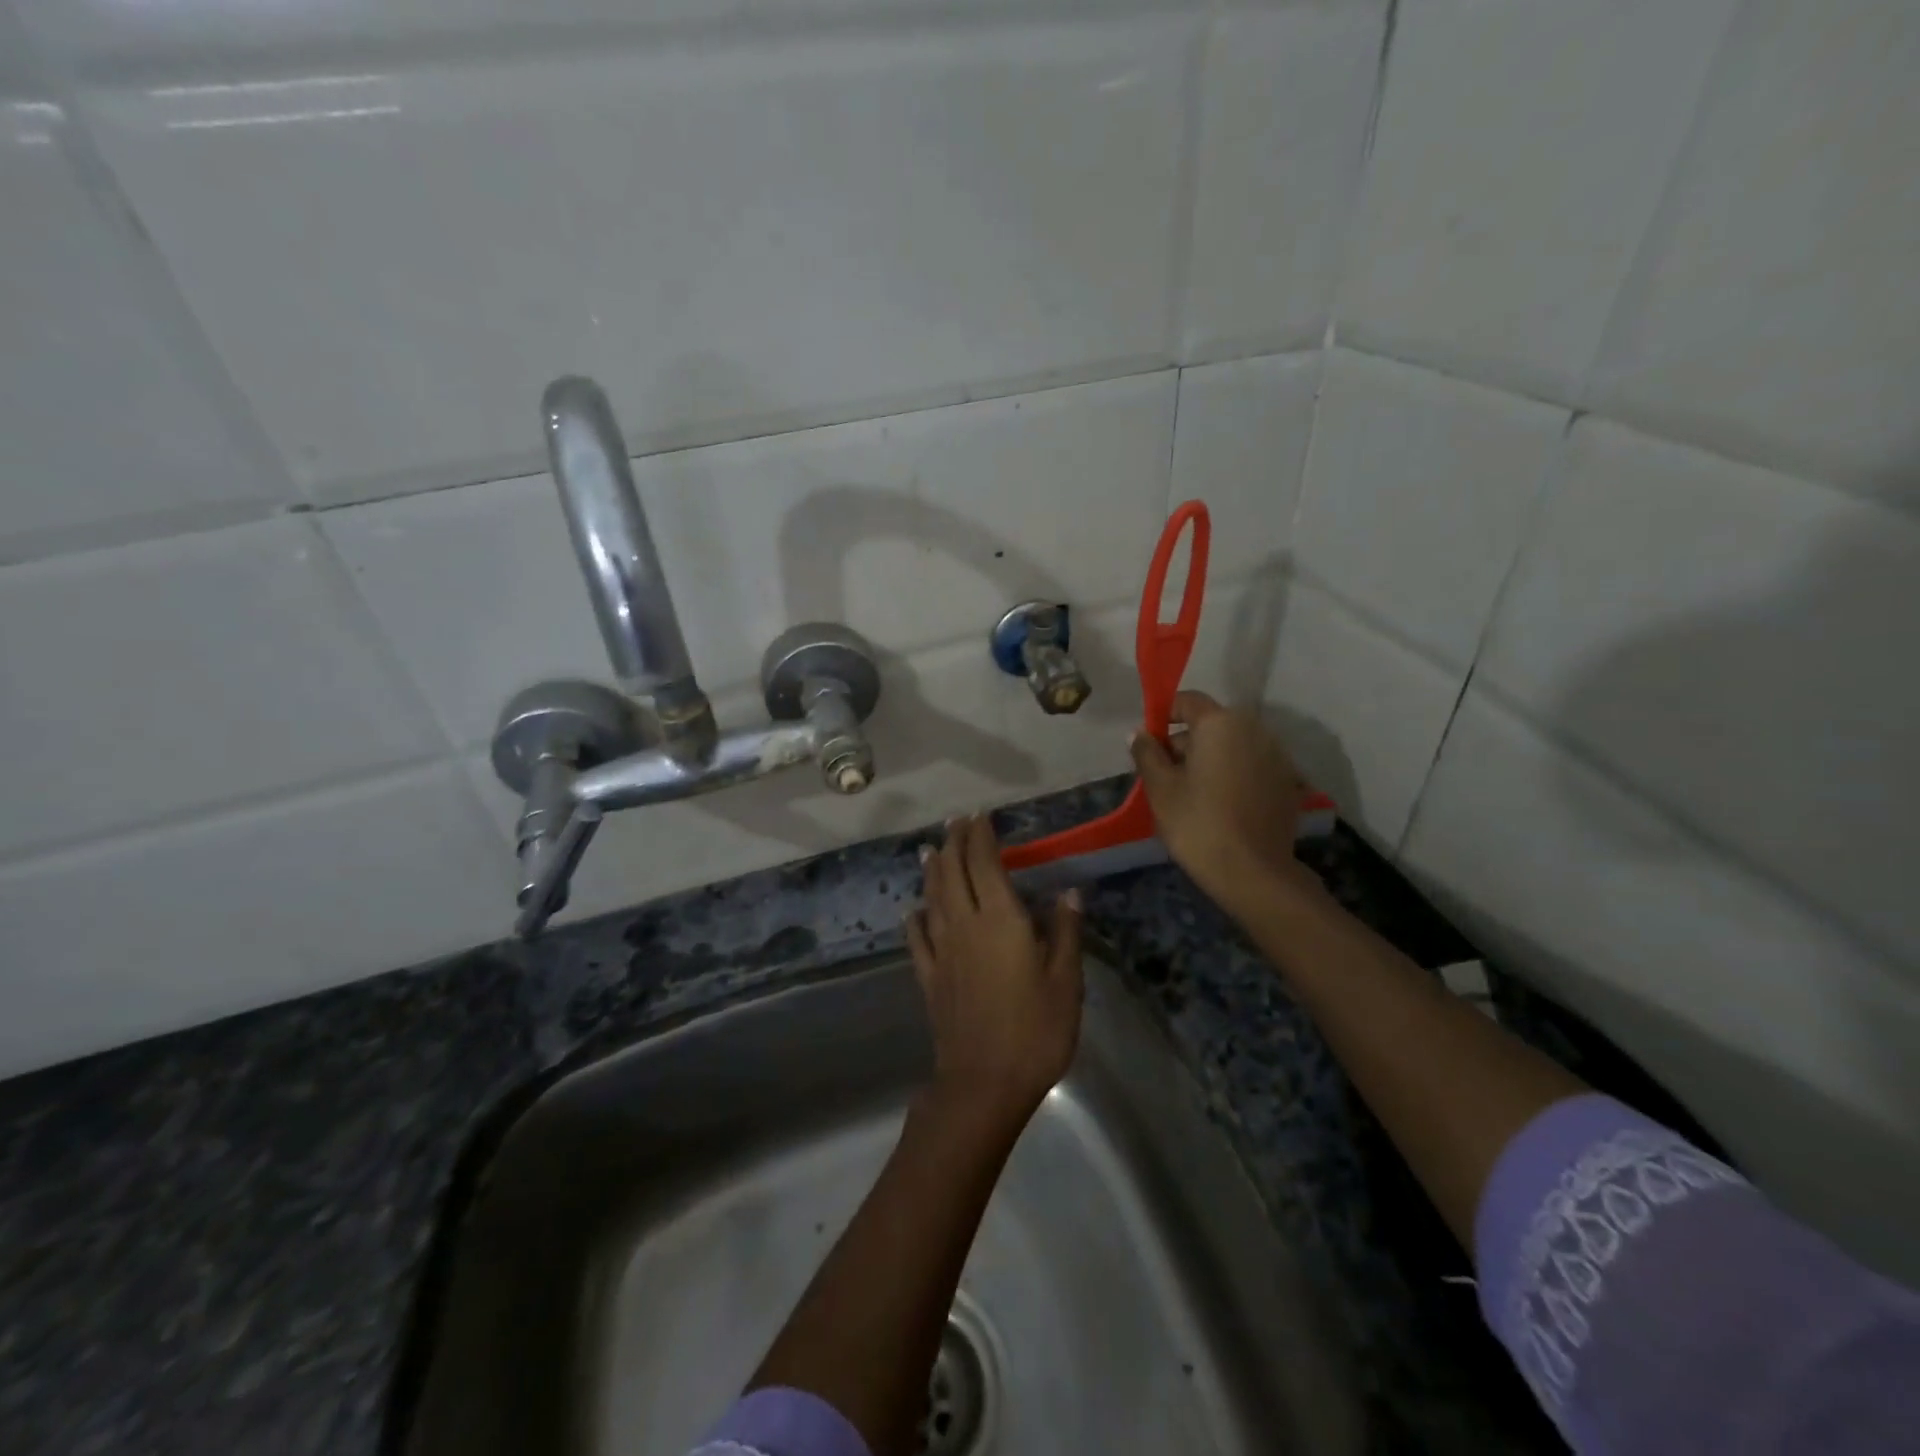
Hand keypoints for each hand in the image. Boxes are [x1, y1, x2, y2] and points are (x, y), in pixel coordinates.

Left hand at [907, 815, 1083, 1120]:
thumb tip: (1068, 892)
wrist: (984, 1082)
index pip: (984, 864)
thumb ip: (1064, 933)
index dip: (980, 836)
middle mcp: (965, 925)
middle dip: (954, 843)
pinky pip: (918, 940)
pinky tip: (914, 912)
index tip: (980, 816)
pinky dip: (915, 920)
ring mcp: (942, 952)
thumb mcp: (1065, 981)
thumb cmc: (1035, 1030)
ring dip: (932, 871)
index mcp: (1000, 920)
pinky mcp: (930, 978)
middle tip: (955, 823)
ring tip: (930, 851)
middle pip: (953, 873)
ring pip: (932, 899)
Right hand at [1129, 690, 1308, 913]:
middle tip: (1166, 775)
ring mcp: (1276, 755)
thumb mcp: (1160, 788)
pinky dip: (1234, 775)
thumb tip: (1139, 733)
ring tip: (1193, 792)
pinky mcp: (1288, 782)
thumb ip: (1147, 753)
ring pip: (1233, 746)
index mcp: (1220, 723)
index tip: (1149, 744)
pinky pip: (1252, 766)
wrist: (1253, 872)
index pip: (1187, 701)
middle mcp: (1254, 729)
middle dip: (1187, 742)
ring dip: (1212, 759)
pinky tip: (1222, 804)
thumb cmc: (1197, 823)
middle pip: (1212, 724)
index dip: (1164, 715)